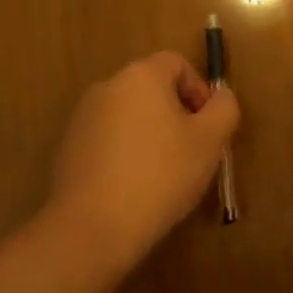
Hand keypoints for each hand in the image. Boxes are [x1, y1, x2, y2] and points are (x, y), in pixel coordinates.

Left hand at [42, 51, 239, 274]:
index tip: (207, 127)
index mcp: (141, 76)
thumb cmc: (160, 176)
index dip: (199, 90)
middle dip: (176, 114)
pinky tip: (134, 187)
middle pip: (152, 88)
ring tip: (163, 174)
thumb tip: (220, 98)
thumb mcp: (210, 141)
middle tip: (191, 152)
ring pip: (130, 115)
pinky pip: (109, 139)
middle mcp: (108, 87)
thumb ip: (224, 109)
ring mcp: (83, 117)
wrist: (91, 229)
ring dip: (151, 134)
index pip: (177, 64)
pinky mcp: (69, 148)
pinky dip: (126, 153)